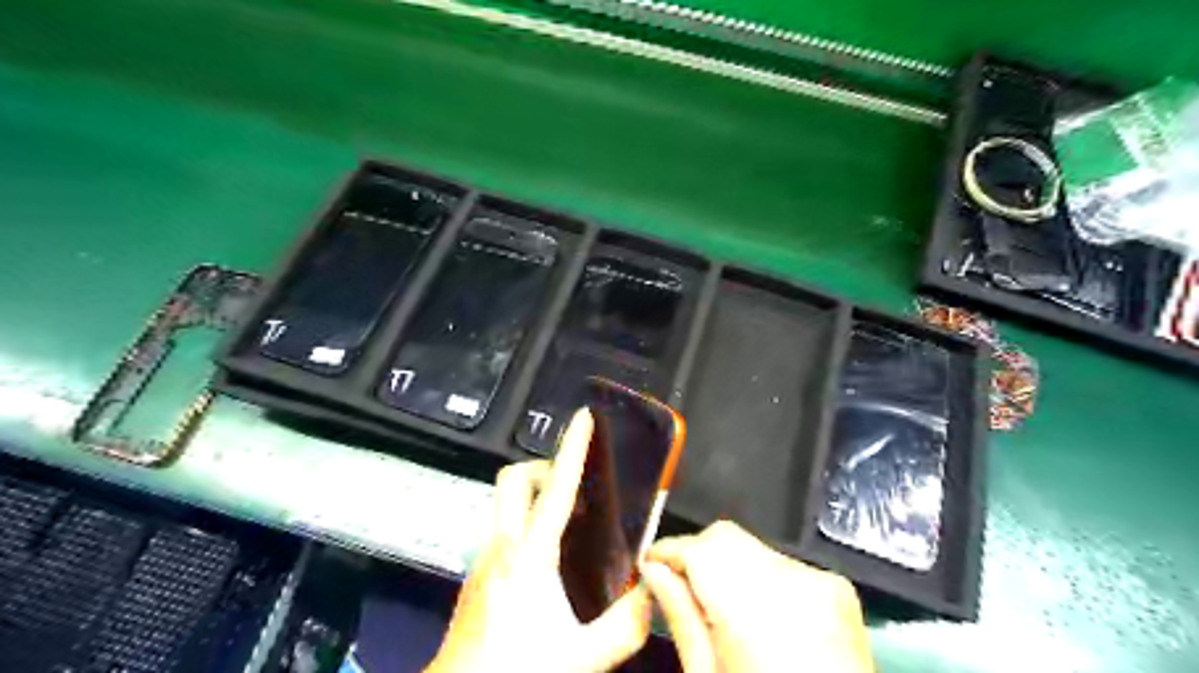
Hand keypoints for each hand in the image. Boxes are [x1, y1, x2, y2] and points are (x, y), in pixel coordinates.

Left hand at [432, 410, 651, 672]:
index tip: (583, 419)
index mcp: (530, 555)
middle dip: (543, 465)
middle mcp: (502, 546)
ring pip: (505, 501)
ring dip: (535, 494)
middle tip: (574, 481)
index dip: (573, 448)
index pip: (557, 488)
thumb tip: (652, 596)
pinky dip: (527, 523)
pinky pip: (504, 528)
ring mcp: (485, 559)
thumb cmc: (516, 669)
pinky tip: (551, 557)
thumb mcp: (583, 655)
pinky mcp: (479, 574)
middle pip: (513, 478)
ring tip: (572, 518)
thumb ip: (626, 625)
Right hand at [641, 520, 877, 672]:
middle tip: (681, 591)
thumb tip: (653, 571)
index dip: (667, 551)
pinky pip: (783, 564)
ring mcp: (821, 581)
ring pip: (752, 547)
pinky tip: (760, 618)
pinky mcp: (838, 589)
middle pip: (726, 537)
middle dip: (697, 555)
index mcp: (756, 609)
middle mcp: (793, 580)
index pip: (698, 548)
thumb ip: (682, 619)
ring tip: (722, 611)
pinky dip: (761, 579)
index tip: (650, 564)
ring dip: (729, 567)